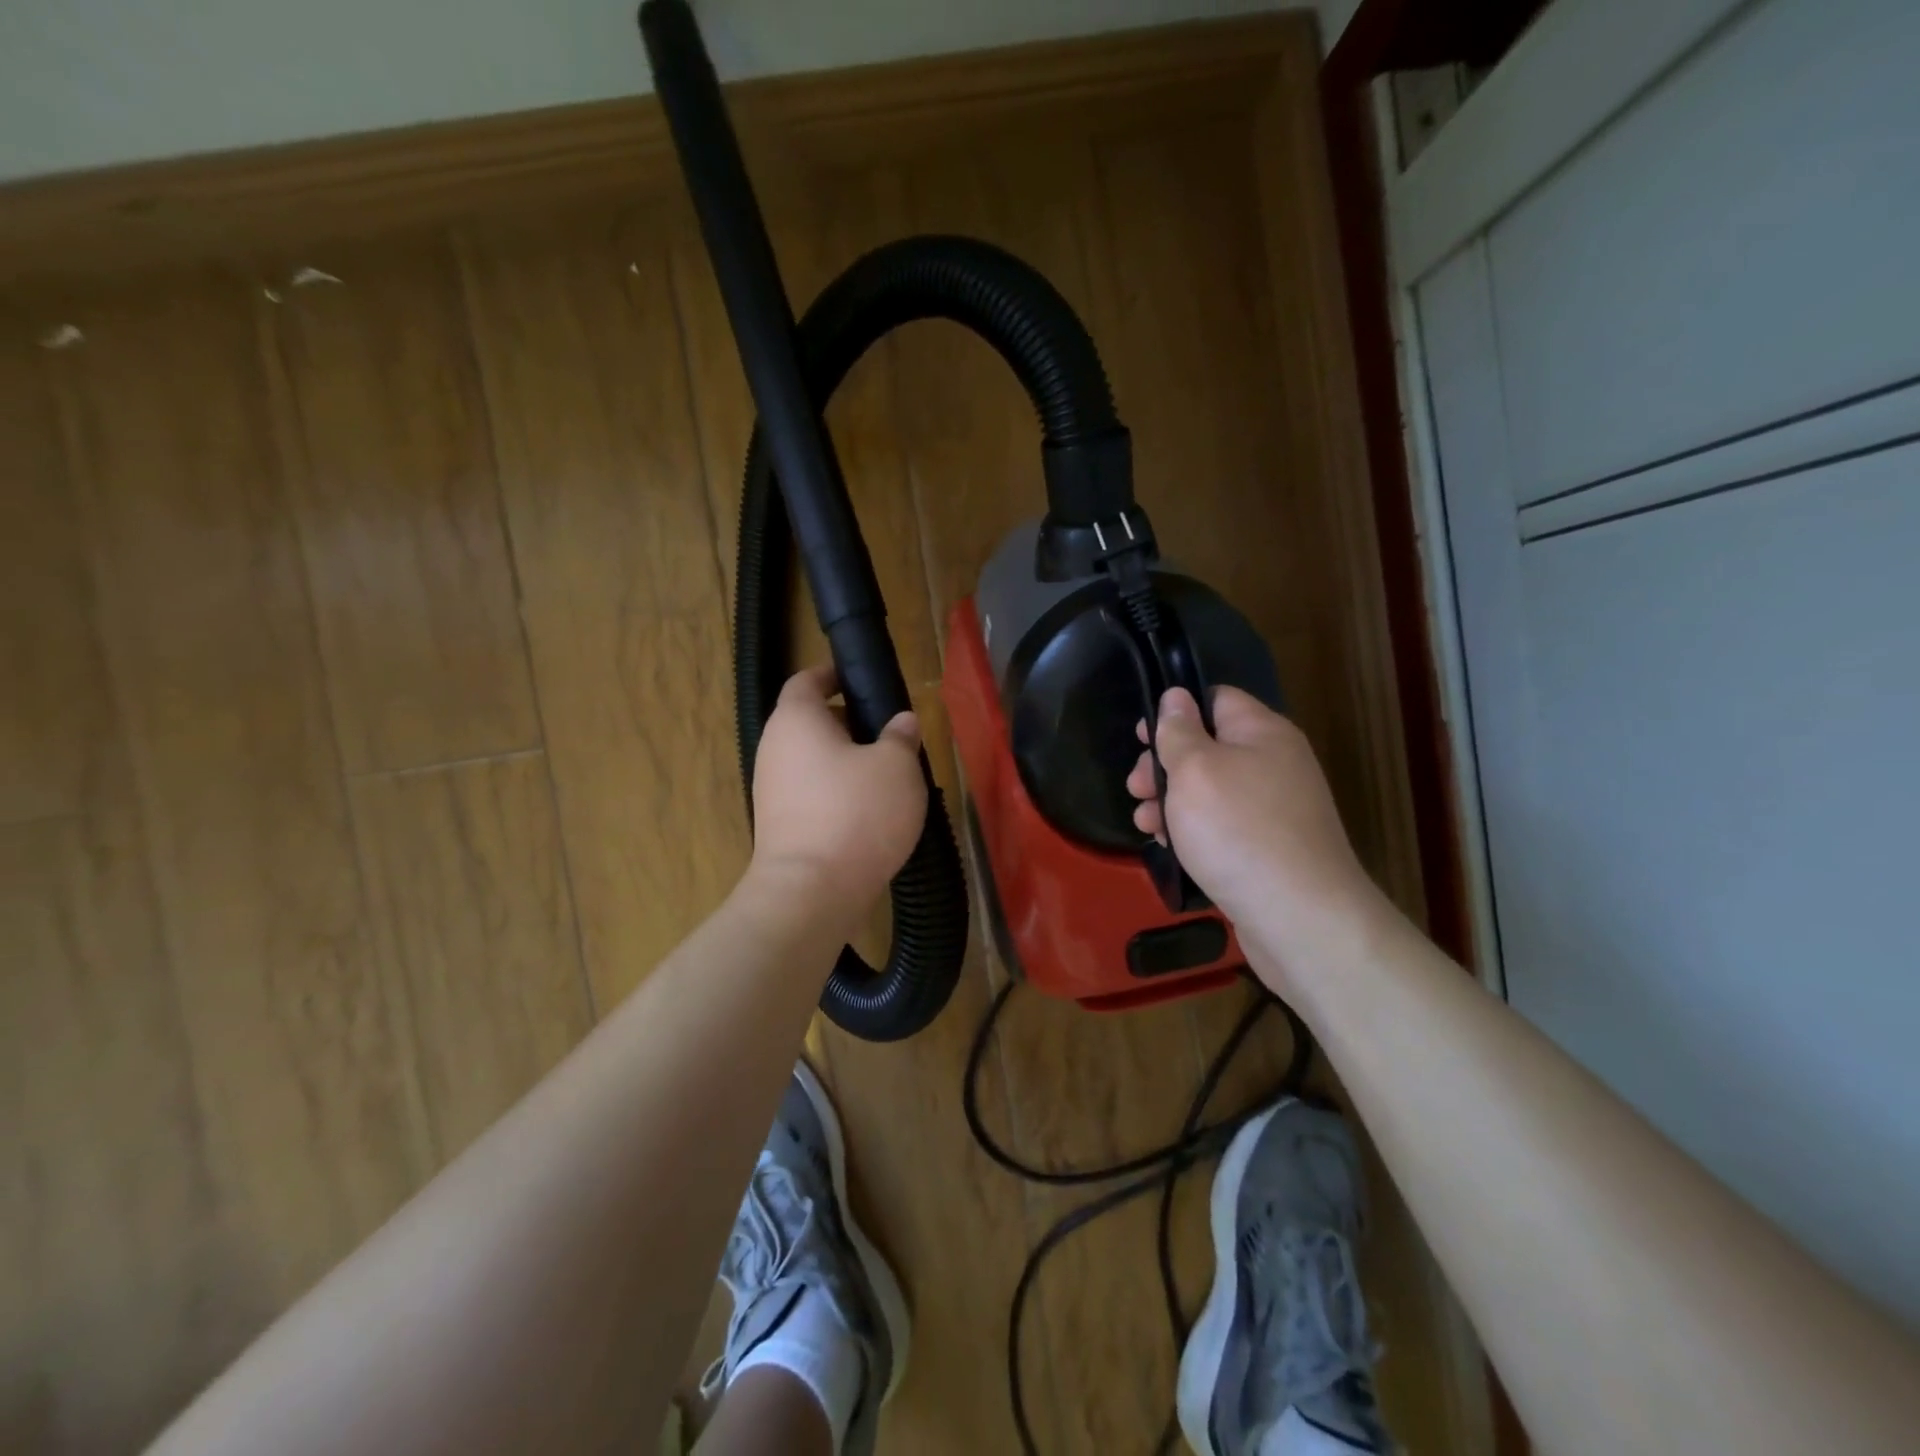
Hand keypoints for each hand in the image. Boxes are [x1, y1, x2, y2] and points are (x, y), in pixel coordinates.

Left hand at [749, 666, 927, 917]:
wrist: (811, 892)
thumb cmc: (857, 813)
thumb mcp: (897, 767)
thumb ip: (900, 736)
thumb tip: (901, 722)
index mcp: (796, 720)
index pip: (807, 680)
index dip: (833, 675)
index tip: (860, 680)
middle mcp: (774, 748)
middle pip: (809, 722)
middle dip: (848, 723)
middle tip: (887, 734)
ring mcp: (771, 790)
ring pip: (811, 761)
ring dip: (844, 762)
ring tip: (886, 777)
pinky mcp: (778, 826)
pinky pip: (810, 794)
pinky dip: (836, 794)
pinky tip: (868, 813)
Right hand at [1127, 686, 1386, 993]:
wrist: (1298, 917)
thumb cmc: (1238, 831)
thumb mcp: (1195, 770)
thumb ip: (1179, 731)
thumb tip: (1176, 696)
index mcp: (1263, 733)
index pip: (1215, 699)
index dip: (1175, 712)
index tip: (1141, 738)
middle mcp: (1274, 764)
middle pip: (1208, 747)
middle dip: (1164, 765)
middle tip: (1136, 788)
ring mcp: (1274, 809)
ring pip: (1210, 791)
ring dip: (1171, 802)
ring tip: (1144, 823)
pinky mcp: (1269, 848)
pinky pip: (1222, 826)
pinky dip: (1193, 831)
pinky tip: (1169, 847)